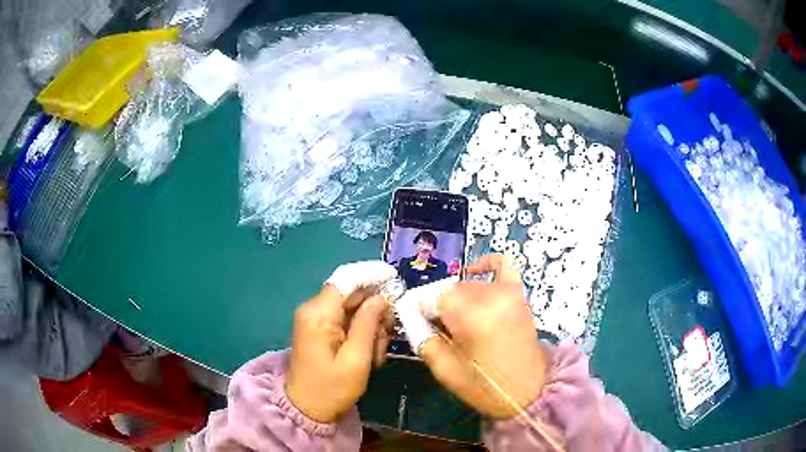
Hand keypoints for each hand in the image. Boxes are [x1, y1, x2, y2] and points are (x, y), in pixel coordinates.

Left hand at [285, 262, 395, 422]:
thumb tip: (381, 296)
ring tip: (376, 352)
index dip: (371, 275)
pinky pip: (345, 318)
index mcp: (318, 314)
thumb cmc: (331, 389)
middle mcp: (313, 309)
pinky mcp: (319, 327)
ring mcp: (315, 318)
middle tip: (389, 333)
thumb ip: (368, 324)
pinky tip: (368, 351)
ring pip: (352, 306)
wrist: (306, 408)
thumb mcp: (356, 360)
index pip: (346, 279)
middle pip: (351, 293)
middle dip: (375, 308)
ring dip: (370, 323)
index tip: (396, 280)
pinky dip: (361, 330)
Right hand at [420, 255, 549, 418]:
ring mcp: (507, 293)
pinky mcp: (519, 295)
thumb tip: (413, 317)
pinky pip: (502, 266)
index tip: (420, 324)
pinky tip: (474, 272)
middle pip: (451, 289)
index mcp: (470, 315)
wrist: (529, 391)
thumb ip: (423, 339)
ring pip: (469, 284)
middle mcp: (489, 296)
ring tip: (460, 321)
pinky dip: (486, 265)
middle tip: (439, 329)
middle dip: (440, 306)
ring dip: (459, 298)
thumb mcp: (444, 370)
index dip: (423, 310)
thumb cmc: (485, 386)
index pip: (433, 297)